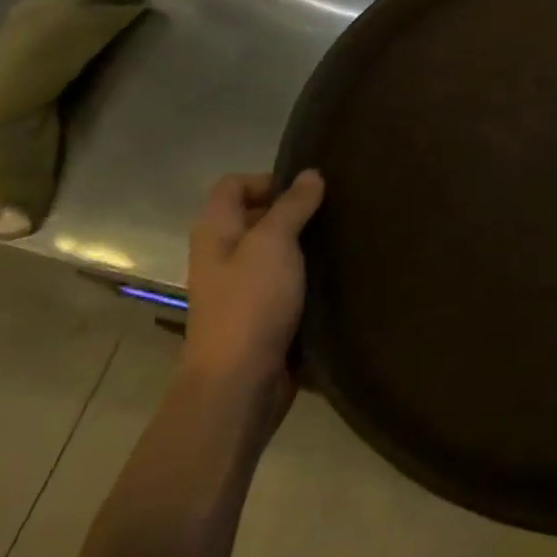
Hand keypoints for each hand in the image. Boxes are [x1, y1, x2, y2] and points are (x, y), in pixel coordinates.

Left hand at [182, 170, 324, 421]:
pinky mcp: (261, 313)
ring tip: (341, 240)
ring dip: (303, 244)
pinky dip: (305, 274)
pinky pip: (284, 281)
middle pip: (255, 216)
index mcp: (215, 231)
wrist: (239, 383)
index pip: (233, 185)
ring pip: (273, 250)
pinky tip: (334, 274)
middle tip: (335, 212)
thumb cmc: (251, 303)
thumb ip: (293, 206)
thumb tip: (311, 174)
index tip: (309, 191)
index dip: (269, 180)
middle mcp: (223, 254)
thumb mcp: (274, 244)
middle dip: (293, 210)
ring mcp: (240, 287)